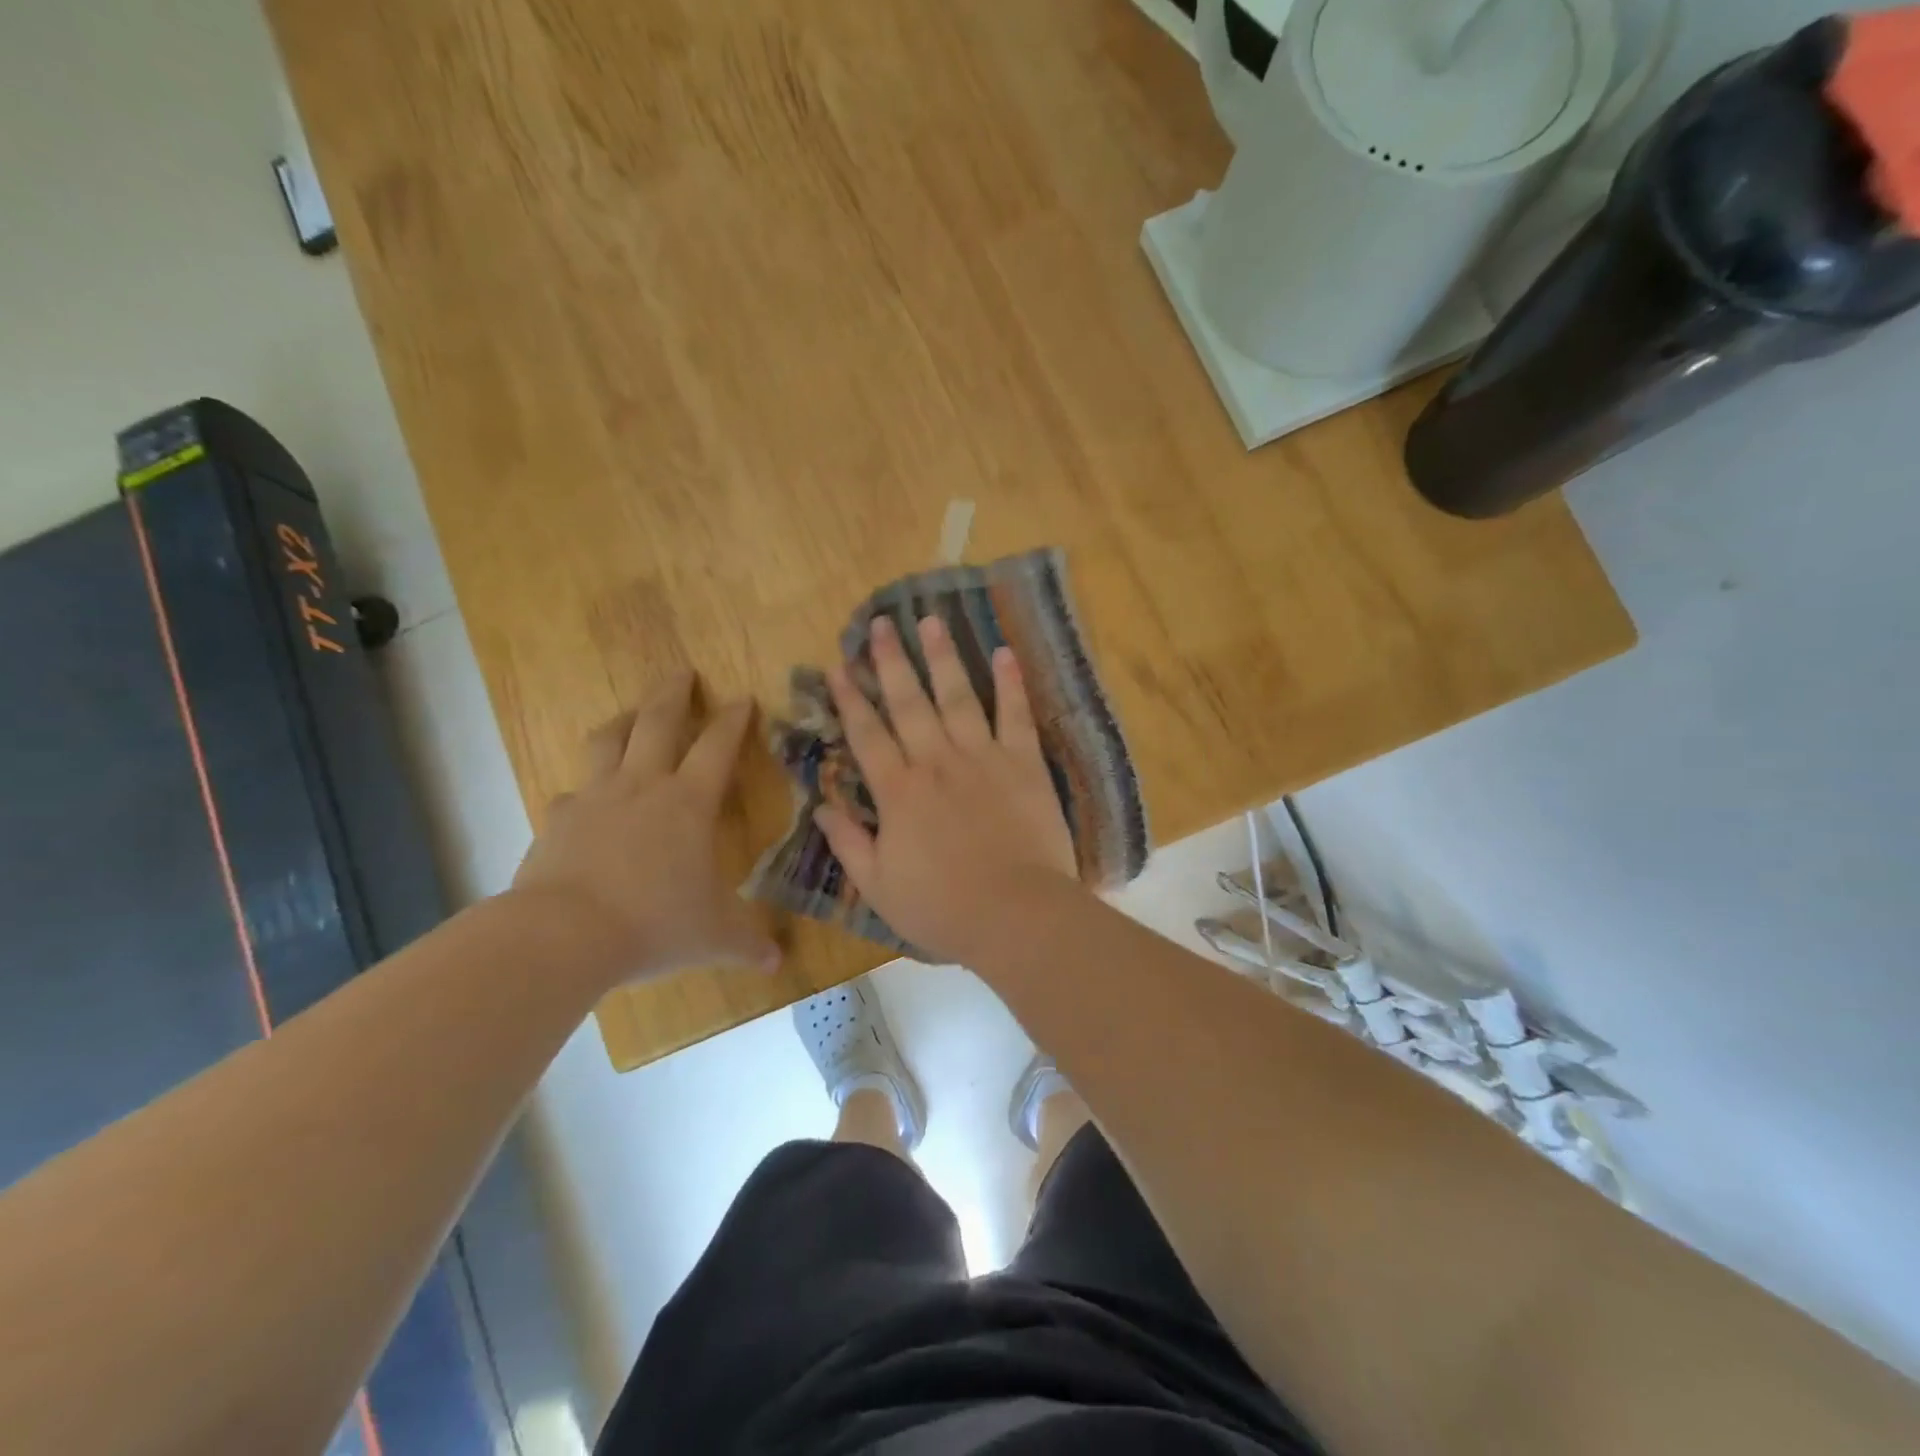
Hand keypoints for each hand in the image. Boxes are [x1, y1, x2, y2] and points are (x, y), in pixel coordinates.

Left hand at [510, 671, 778, 985]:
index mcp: (688, 803)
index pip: (718, 746)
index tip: (742, 698)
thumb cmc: (654, 924)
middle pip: (657, 722)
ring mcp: (595, 799)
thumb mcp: (714, 937)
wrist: (563, 935)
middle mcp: (643, 787)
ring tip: (632, 713)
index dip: (733, 720)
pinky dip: (584, 790)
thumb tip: (778, 963)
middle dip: (674, 694)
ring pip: (609, 741)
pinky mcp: (557, 820)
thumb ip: (748, 944)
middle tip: (682, 672)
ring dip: (624, 721)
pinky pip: (573, 793)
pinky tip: (584, 800)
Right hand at [816, 616, 1079, 962]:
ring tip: (930, 621)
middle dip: (890, 661)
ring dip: (942, 657)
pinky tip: (1004, 652)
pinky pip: (1015, 715)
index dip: (850, 698)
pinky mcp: (1024, 763)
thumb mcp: (878, 885)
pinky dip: (1010, 683)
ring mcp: (982, 757)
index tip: (838, 664)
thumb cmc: (942, 907)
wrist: (1015, 914)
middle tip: (880, 624)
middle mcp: (935, 762)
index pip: (867, 734)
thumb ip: (848, 842)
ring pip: (957, 696)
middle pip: (908, 702)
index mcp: (898, 791)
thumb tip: (821, 804)